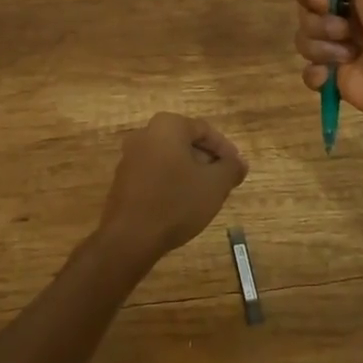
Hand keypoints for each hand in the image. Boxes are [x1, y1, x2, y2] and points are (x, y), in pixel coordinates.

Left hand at [96, 113, 247, 263]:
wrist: (130, 237)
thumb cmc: (176, 202)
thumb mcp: (214, 185)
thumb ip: (231, 168)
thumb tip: (239, 163)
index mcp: (167, 125)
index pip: (205, 130)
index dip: (225, 150)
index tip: (237, 170)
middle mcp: (146, 133)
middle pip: (186, 142)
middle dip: (207, 160)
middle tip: (223, 181)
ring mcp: (131, 156)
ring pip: (170, 158)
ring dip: (190, 172)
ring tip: (205, 194)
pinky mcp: (123, 179)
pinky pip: (155, 173)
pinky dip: (171, 182)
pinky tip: (182, 204)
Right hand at [294, 0, 362, 152]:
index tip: (325, 0)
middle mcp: (352, 19)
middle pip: (307, 12)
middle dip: (317, 21)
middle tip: (344, 31)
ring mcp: (345, 52)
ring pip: (305, 41)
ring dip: (319, 46)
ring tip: (347, 56)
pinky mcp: (342, 82)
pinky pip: (310, 73)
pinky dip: (315, 74)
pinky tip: (330, 77)